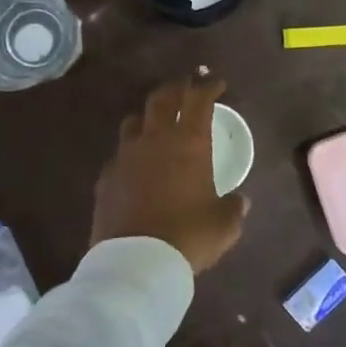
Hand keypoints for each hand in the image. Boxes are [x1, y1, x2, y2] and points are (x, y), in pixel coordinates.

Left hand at [92, 77, 248, 273]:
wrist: (136, 262)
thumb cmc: (189, 236)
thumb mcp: (224, 224)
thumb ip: (233, 207)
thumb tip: (239, 201)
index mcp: (189, 143)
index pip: (199, 100)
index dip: (208, 87)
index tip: (216, 84)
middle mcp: (155, 140)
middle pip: (162, 98)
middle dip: (176, 89)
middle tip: (185, 89)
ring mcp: (126, 156)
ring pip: (134, 121)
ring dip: (147, 117)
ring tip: (156, 124)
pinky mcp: (106, 177)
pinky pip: (118, 154)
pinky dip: (130, 153)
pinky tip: (135, 166)